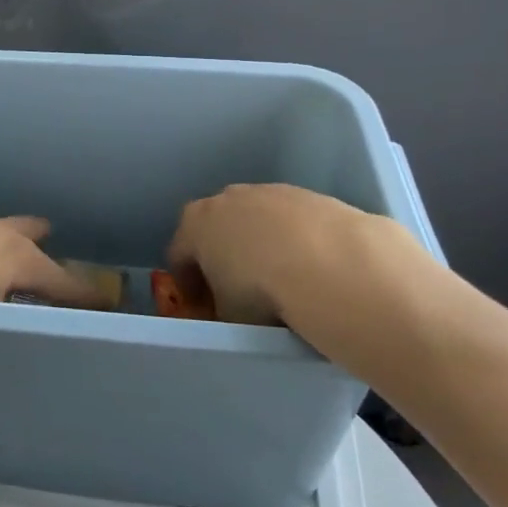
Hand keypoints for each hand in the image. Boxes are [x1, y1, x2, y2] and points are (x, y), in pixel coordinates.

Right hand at [166, 184, 448, 367]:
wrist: (328, 262)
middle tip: (237, 288)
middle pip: (216, 228)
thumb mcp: (229, 314)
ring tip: (280, 276)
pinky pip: (290, 220)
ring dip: (260, 244)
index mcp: (195, 224)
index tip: (200, 304)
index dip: (187, 283)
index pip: (179, 254)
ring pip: (255, 220)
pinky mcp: (306, 194)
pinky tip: (310, 265)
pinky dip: (294, 239)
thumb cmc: (261, 290)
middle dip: (222, 255)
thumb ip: (221, 308)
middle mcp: (226, 198)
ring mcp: (268, 192)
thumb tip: (232, 310)